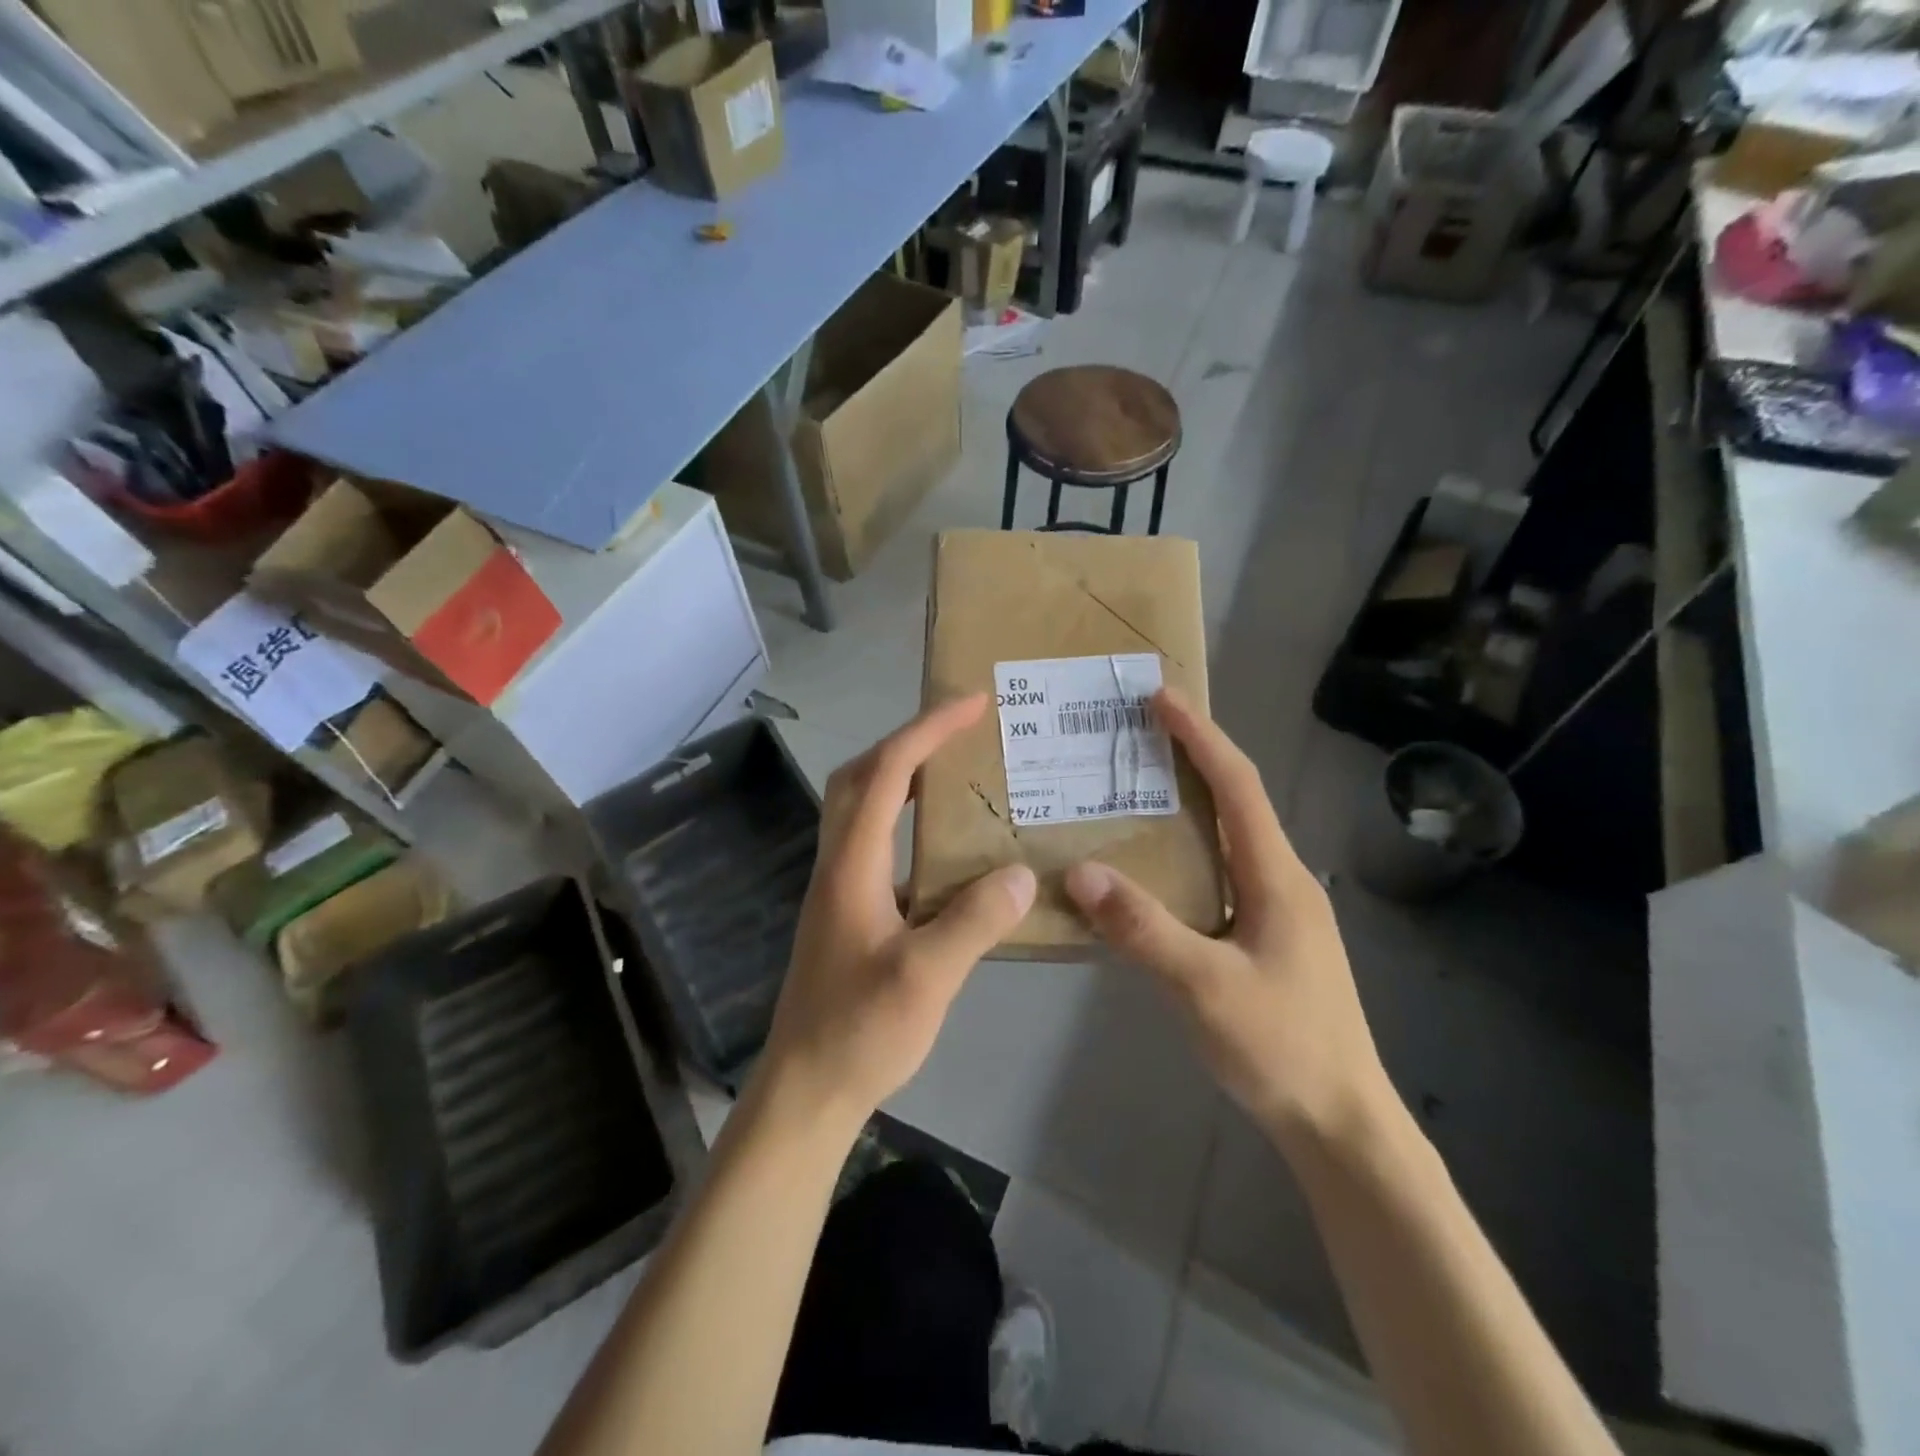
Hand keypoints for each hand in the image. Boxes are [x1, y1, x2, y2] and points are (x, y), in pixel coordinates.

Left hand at [756, 695, 1036, 1131]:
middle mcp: (838, 863)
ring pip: (862, 807)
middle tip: (959, 730)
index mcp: (852, 864)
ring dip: (902, 777)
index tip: (970, 704)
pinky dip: (905, 821)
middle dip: (908, 740)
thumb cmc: (859, 1031)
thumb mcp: (926, 978)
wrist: (805, 1089)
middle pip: (861, 776)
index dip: (926, 731)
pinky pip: (875, 842)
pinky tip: (945, 848)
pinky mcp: (848, 911)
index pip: (886, 773)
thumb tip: (1022, 875)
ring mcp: (839, 887)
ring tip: (956, 773)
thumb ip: (974, 921)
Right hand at [1064, 689, 1392, 1149]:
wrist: (1342, 1123)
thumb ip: (1143, 928)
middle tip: (1136, 734)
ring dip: (1188, 804)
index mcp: (1276, 876)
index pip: (1238, 785)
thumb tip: (1080, 870)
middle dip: (1191, 758)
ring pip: (1228, 838)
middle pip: (1236, 801)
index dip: (1200, 736)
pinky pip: (1220, 872)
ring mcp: (1277, 910)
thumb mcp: (1205, 987)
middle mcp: (1281, 880)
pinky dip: (1186, 850)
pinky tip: (1152, 868)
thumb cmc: (1282, 1048)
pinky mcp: (1266, 937)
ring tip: (1135, 788)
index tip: (1160, 698)